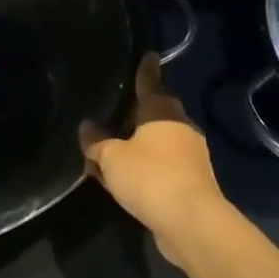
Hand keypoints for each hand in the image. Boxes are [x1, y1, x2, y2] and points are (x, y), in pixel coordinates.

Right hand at [82, 55, 230, 264]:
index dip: (145, 69)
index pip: (150, 82)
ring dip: (139, 143)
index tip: (148, 55)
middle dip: (138, 111)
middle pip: (156, 111)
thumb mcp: (112, 158)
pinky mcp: (191, 181)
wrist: (191, 222)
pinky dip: (145, 167)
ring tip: (114, 146)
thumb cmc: (150, 177)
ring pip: (158, 141)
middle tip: (116, 108)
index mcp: (162, 111)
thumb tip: (87, 126)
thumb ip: (97, 142)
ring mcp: (189, 155)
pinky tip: (127, 177)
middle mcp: (179, 126)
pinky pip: (161, 166)